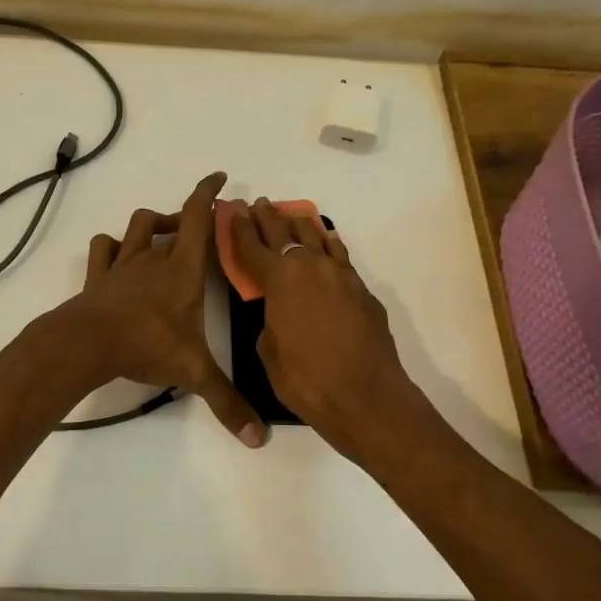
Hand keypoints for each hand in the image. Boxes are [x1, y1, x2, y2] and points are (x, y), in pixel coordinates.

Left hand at [57, 172, 264, 446]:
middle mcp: (153, 259)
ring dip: (150, 225)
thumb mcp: (193, 373)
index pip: (198, 219)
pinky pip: (103, 248)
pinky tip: (118, 256)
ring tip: (162, 238)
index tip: (220, 178)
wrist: (88, 343)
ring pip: (135, 227)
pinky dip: (112, 246)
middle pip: (169, 221)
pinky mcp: (97, 277)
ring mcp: (121, 265)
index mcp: (182, 270)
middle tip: (198, 229)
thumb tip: (259, 439)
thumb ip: (226, 402)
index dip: (208, 194)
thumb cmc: (146, 345)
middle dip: (186, 217)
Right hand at [228, 199, 425, 459]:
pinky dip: (328, 245)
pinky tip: (326, 241)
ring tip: (291, 215)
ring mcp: (340, 275)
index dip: (240, 228)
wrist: (365, 396)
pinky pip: (339, 256)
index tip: (234, 210)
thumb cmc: (306, 379)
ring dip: (300, 225)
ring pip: (317, 238)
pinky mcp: (362, 290)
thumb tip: (279, 314)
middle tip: (259, 204)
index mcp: (279, 280)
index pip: (253, 246)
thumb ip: (270, 322)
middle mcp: (310, 267)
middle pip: (285, 234)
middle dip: (268, 218)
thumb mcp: (269, 352)